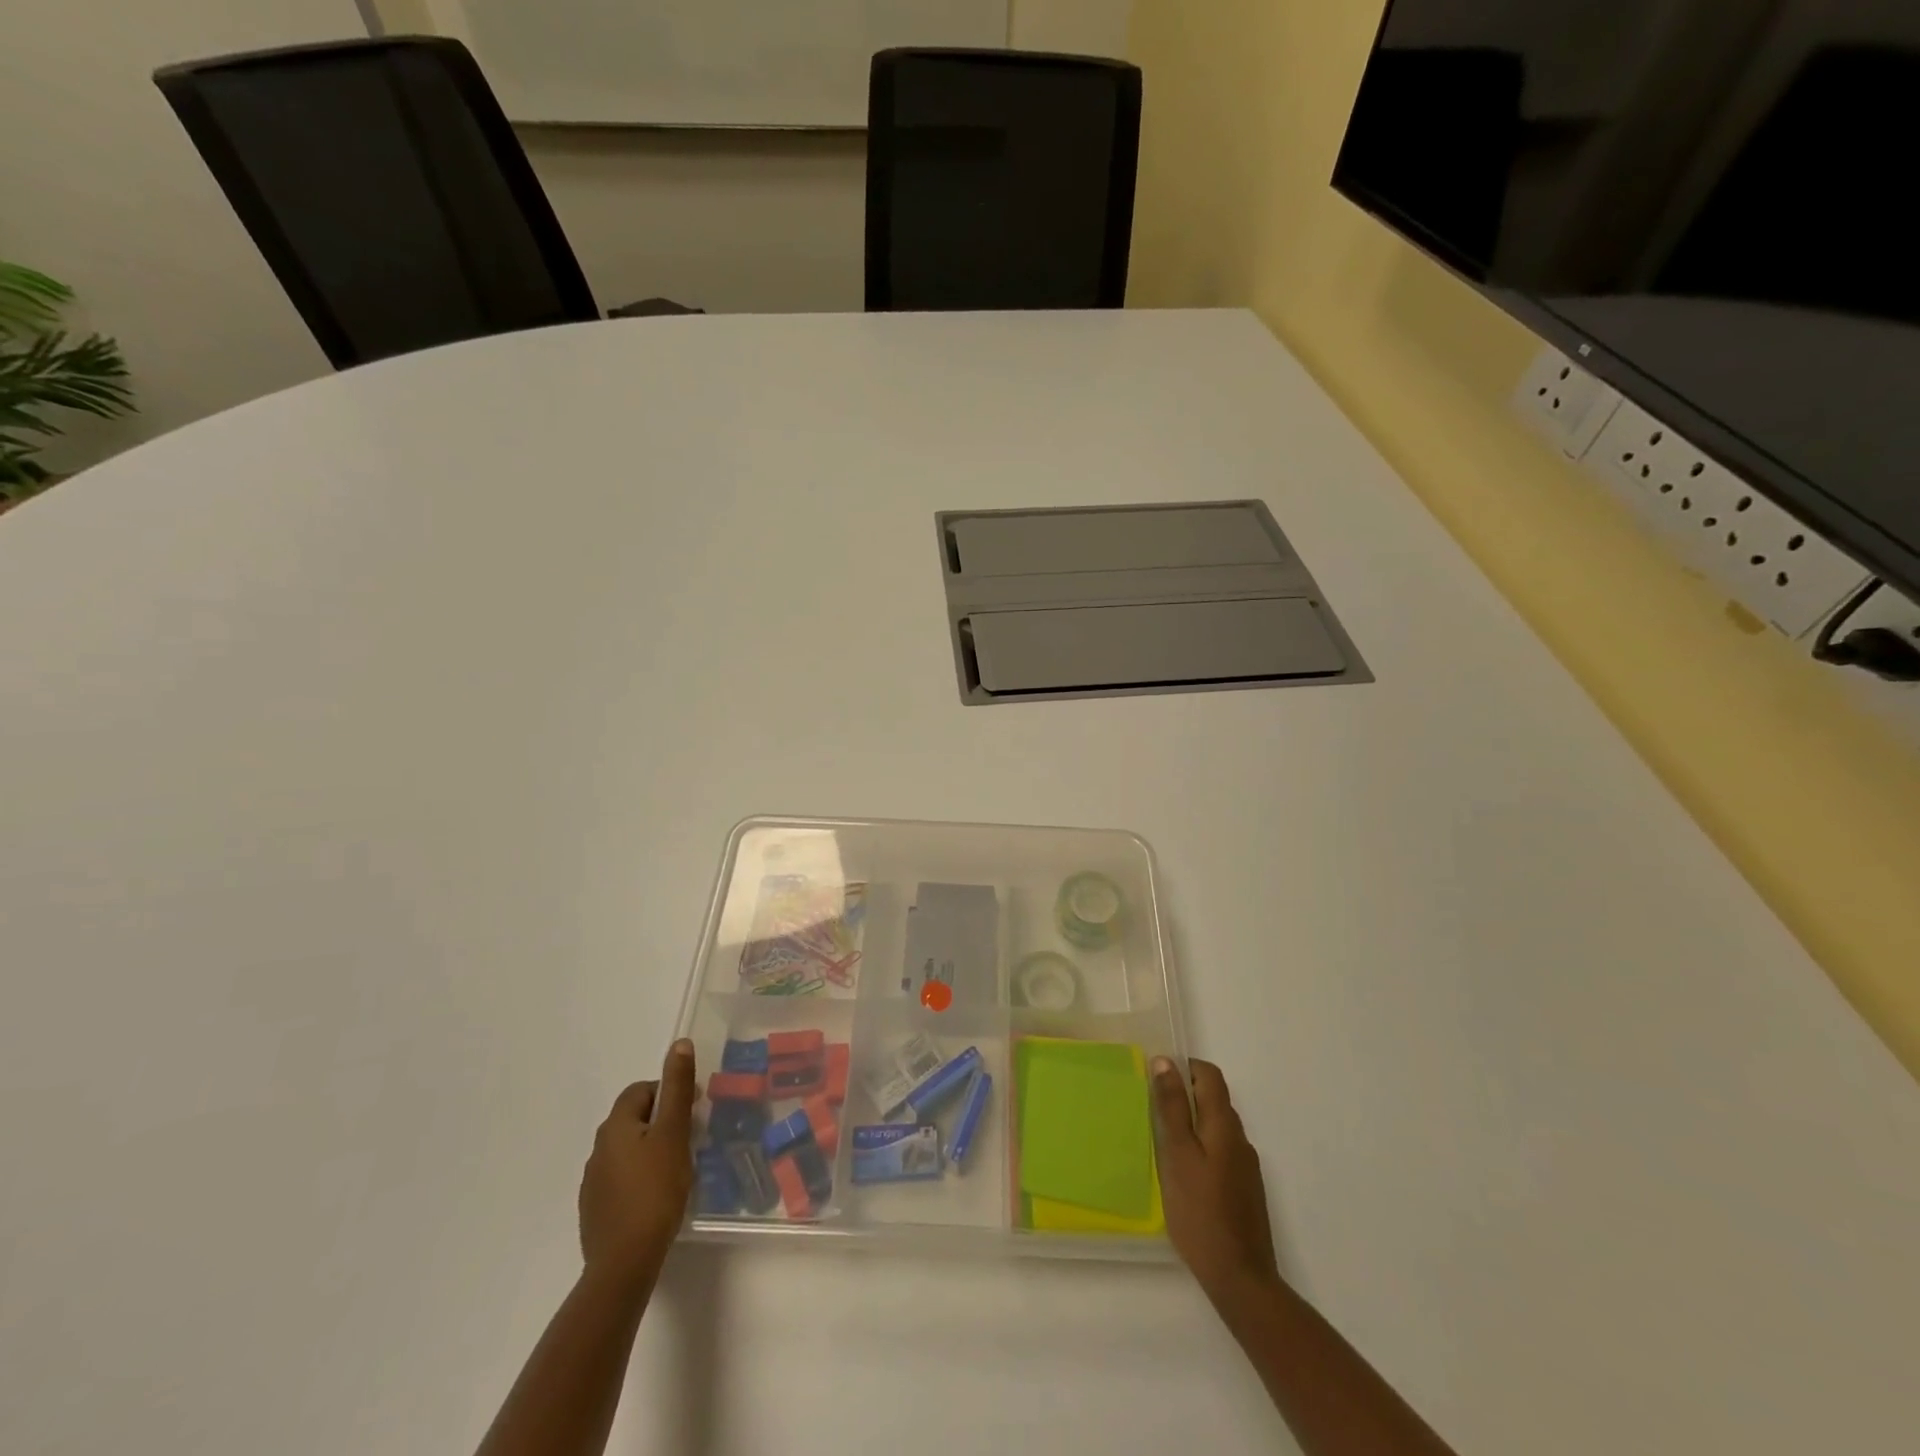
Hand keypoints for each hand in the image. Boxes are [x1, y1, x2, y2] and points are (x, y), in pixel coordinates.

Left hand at [579, 1039, 696, 1287]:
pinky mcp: (595, 1211)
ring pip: (627, 1150)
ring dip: (650, 1149)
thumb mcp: (674, 1133)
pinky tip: (657, 1196)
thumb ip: (677, 1088)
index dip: (669, 1092)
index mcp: (615, 1126)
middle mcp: (597, 1149)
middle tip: (690, 1136)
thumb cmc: (655, 1190)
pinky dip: (640, 1177)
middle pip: (633, 1119)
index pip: (641, 1091)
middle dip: (661, 1120)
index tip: (694, 1109)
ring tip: (677, 1167)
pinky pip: (621, 1179)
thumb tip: (680, 1043)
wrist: (624, 1263)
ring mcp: (592, 1183)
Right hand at [1152, 1056, 1281, 1301]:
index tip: (1156, 1079)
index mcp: (1224, 1125)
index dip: (1185, 1068)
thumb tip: (1165, 1062)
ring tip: (1161, 1143)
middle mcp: (1240, 1139)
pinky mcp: (1244, 1189)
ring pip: (1216, 1128)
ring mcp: (1245, 1166)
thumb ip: (1172, 1107)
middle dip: (1184, 1096)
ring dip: (1191, 1124)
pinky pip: (1220, 1152)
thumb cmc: (1200, 1211)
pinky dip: (1200, 1149)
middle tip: (1151, 1111)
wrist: (1241, 1278)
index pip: (1210, 1075)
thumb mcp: (1177, 1154)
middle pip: (1213, 1099)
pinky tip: (1181, 1174)